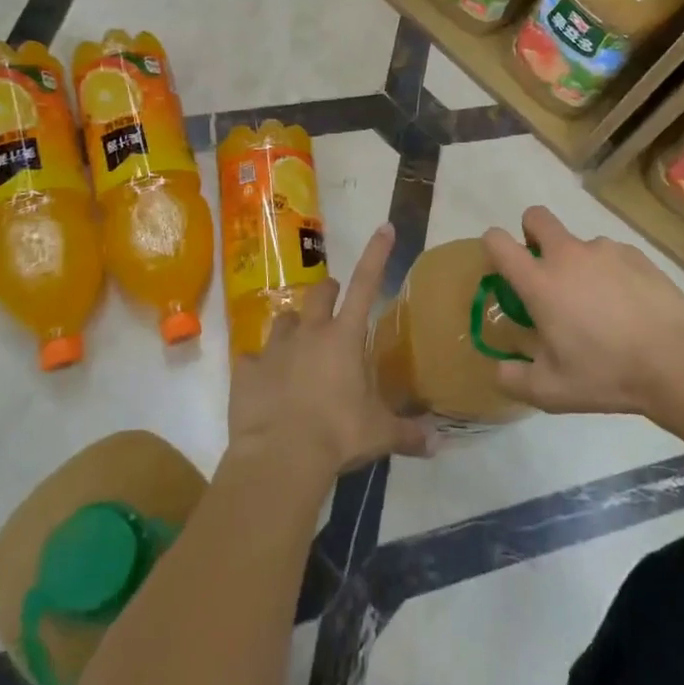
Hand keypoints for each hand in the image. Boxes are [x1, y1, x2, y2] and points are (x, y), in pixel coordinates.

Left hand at [228, 223, 432, 479]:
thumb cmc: (337, 436)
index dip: (377, 254)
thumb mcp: (379, 435)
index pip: (366, 284)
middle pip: (318, 293)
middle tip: (332, 300)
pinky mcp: (245, 370)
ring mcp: (274, 349)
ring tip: (297, 345)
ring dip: (293, 327)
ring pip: (284, 320)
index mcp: (344, 338)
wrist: (280, 457)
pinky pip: (250, 359)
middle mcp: (309, 333)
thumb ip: (408, 433)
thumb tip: (438, 444)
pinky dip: (258, 366)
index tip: (384, 226)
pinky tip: (262, 381)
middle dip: (327, 291)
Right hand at [483, 207, 683, 416]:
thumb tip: (499, 370)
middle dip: (532, 233)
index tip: (501, 266)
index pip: (498, 242)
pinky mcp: (636, 254)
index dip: (492, 246)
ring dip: (578, 263)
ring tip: (599, 305)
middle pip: (536, 217)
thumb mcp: (551, 391)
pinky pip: (611, 255)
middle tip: (545, 271)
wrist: (676, 362)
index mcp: (540, 282)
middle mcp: (568, 255)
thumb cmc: (606, 373)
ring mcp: (604, 250)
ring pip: (578, 243)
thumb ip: (514, 379)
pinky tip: (627, 305)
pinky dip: (610, 272)